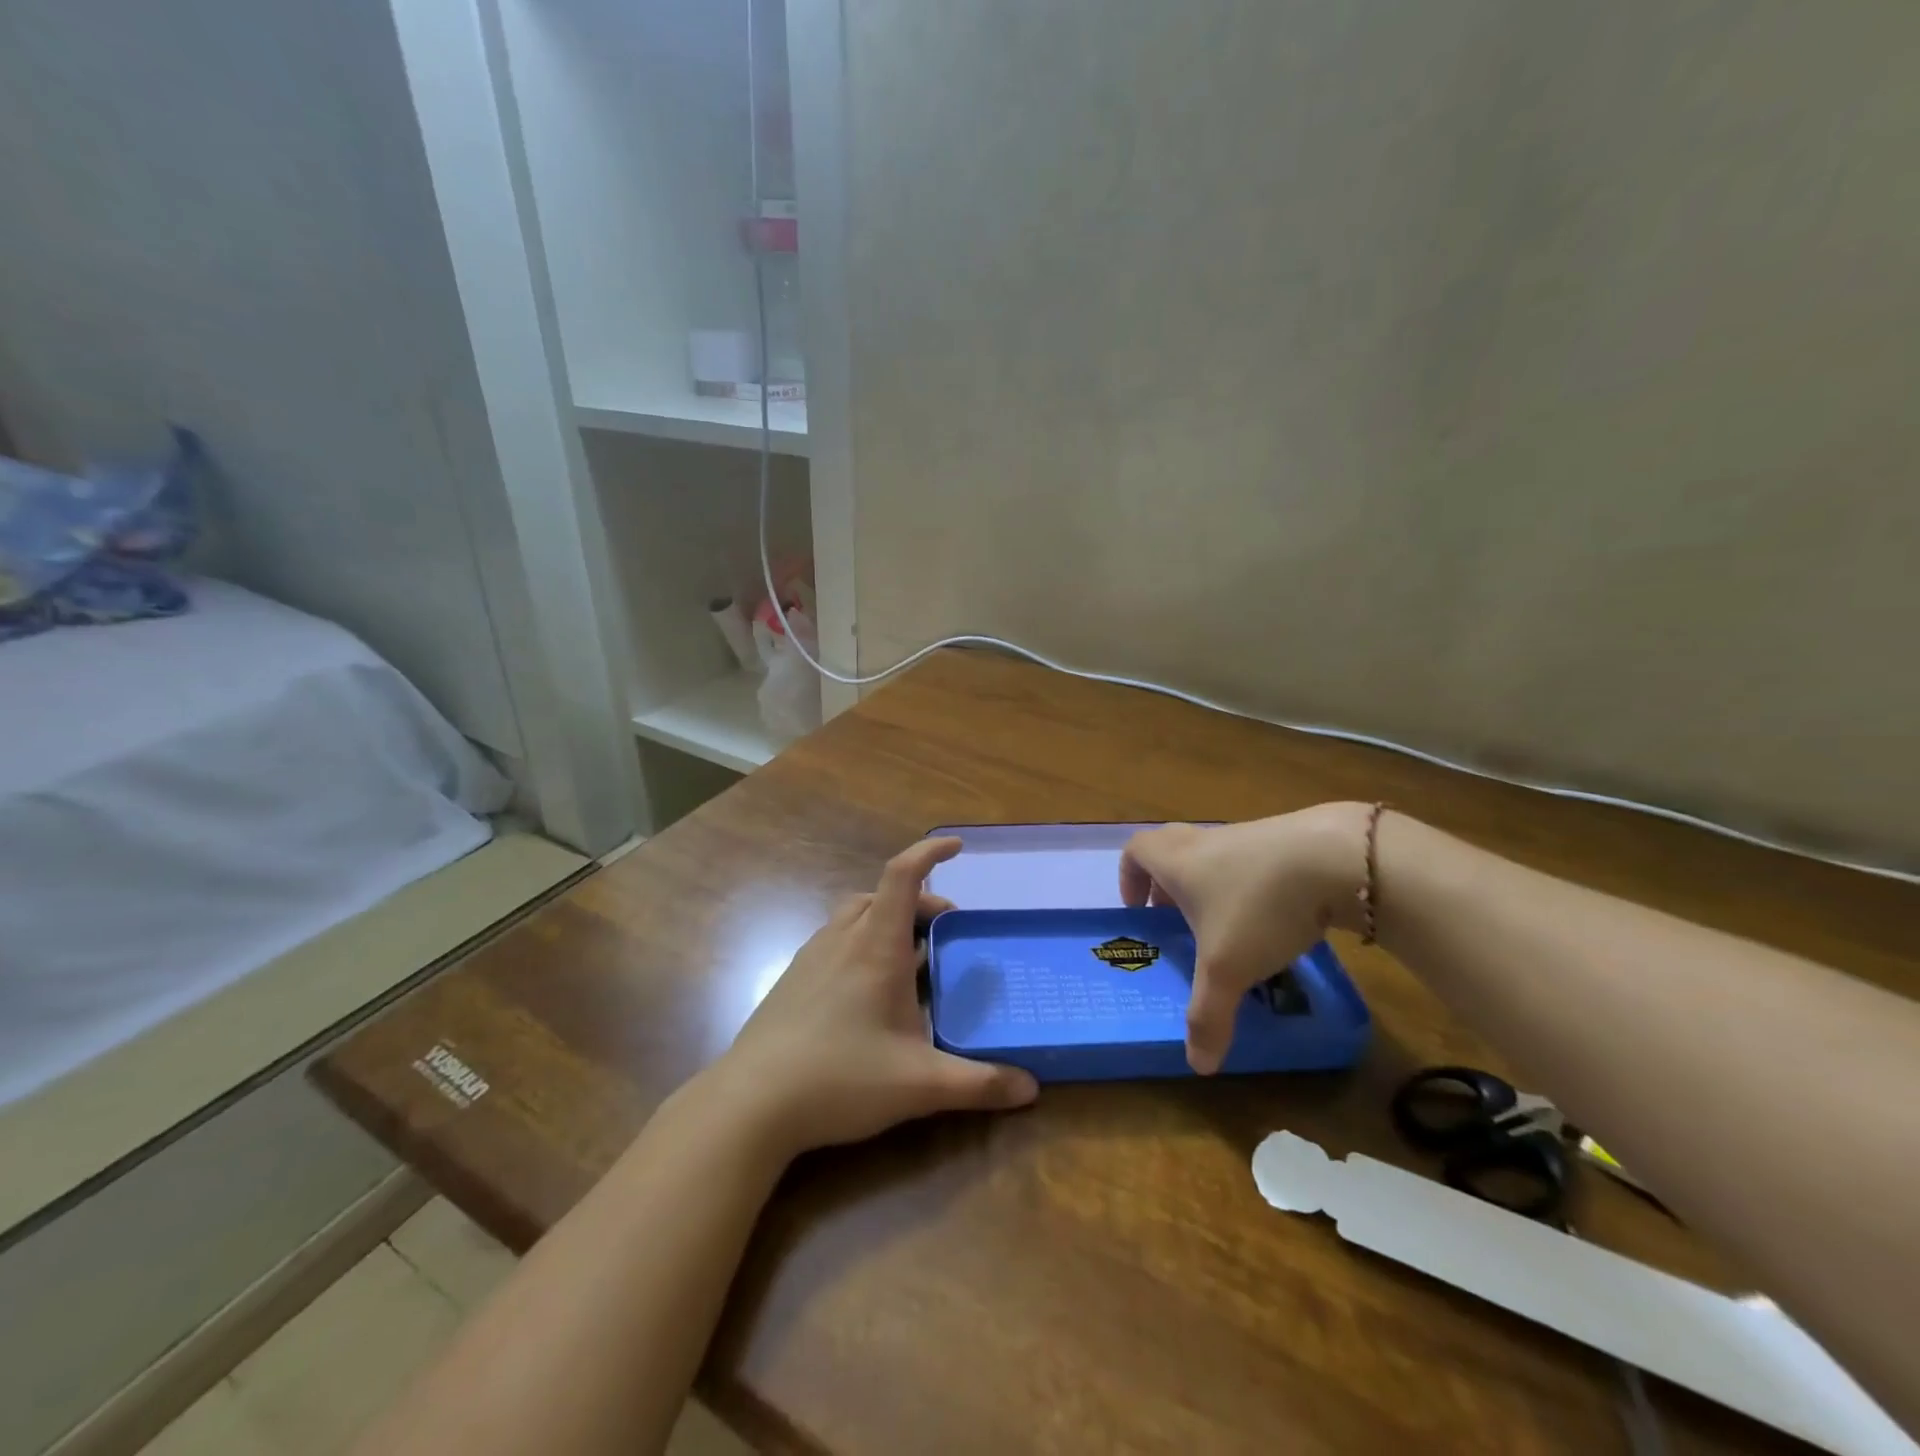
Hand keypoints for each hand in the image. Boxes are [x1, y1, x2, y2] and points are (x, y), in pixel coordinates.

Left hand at [713, 837, 1038, 1160]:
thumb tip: (1031, 1088)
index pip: (903, 875)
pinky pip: (836, 939)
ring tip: (911, 958)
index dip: (930, 852)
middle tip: (947, 934)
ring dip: (888, 920)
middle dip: (921, 903)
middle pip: (884, 895)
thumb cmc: (840, 1078)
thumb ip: (978, 1084)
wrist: (751, 1103)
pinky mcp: (793, 979)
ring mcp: (812, 956)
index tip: (957, 847)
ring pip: (856, 915)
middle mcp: (843, 938)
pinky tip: (869, 989)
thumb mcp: (919, 1084)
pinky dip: (862, 942)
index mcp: (876, 945)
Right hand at [1120, 804, 1368, 1073]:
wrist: (1336, 858)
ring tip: (1228, 927)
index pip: (1136, 851)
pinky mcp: (1285, 839)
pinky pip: (1251, 859)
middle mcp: (1204, 842)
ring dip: (1210, 885)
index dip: (1129, 877)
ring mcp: (1246, 836)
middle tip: (1175, 918)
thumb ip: (1207, 1017)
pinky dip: (1250, 884)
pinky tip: (1275, 919)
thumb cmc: (1258, 907)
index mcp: (1176, 861)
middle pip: (1169, 847)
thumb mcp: (1228, 970)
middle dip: (1166, 883)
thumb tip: (1198, 1066)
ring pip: (1212, 854)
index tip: (1139, 910)